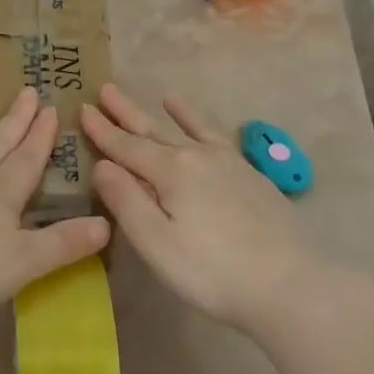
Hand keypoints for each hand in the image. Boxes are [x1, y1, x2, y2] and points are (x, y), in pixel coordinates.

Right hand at [82, 84, 326, 329]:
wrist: (290, 283)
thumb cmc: (212, 271)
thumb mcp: (156, 243)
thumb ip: (126, 201)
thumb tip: (102, 165)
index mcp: (170, 171)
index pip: (126, 147)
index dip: (103, 131)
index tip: (82, 109)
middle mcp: (197, 156)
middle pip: (153, 130)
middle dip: (126, 112)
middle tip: (105, 89)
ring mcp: (228, 163)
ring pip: (188, 129)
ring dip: (167, 113)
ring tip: (158, 95)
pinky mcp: (250, 175)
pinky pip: (219, 137)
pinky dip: (204, 126)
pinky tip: (203, 126)